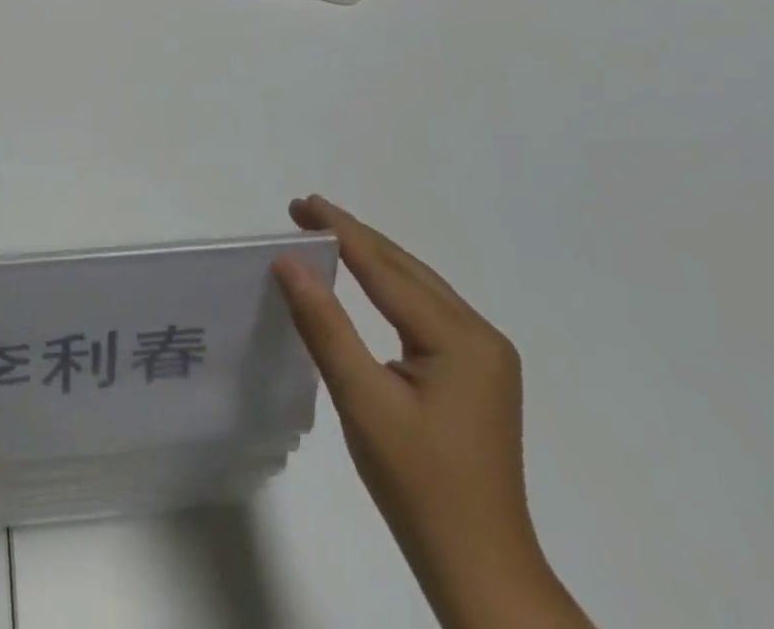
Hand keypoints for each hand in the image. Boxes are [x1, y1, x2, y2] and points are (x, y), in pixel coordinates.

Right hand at [274, 196, 592, 628]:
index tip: (299, 203)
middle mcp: (480, 335)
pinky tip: (365, 283)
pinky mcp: (477, 375)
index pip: (385, 268)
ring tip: (325, 235)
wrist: (480, 570)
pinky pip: (426, 310)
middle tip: (303, 211)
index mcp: (460, 339)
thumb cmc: (418, 485)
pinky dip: (388, 287)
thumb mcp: (363, 401)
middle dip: (354, 236)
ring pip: (418, 287)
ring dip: (371, 258)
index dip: (339, 231)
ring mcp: (485, 356)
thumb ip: (325, 325)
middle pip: (406, 269)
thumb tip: (288, 261)